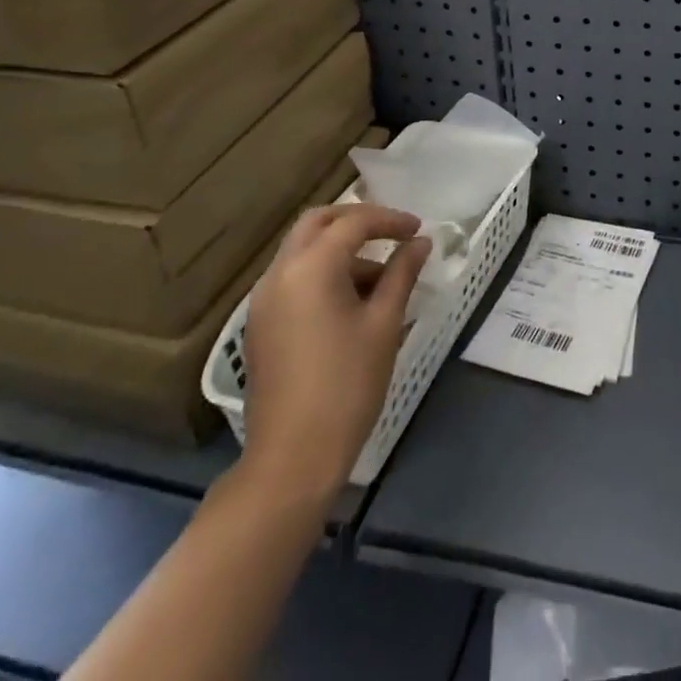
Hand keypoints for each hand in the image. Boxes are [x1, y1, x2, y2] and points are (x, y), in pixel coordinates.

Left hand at [236, 205, 429, 514]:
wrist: (291, 459)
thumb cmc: (347, 385)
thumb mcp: (384, 323)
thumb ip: (402, 273)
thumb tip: (420, 242)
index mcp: (310, 268)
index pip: (354, 222)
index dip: (390, 220)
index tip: (418, 230)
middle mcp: (279, 274)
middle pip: (317, 223)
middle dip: (356, 220)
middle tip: (392, 233)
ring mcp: (263, 300)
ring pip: (302, 251)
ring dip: (340, 249)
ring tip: (381, 277)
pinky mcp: (261, 325)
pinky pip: (293, 278)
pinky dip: (323, 272)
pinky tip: (353, 301)